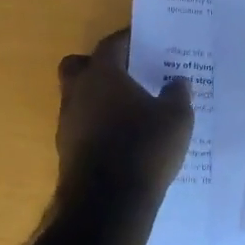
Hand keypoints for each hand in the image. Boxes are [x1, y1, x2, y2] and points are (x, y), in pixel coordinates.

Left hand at [56, 28, 194, 199]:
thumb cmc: (144, 147)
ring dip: (97, 99)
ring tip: (128, 110)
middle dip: (98, 66)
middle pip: (79, 65)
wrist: (108, 204)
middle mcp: (78, 92)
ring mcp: (67, 123)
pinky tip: (121, 139)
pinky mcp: (66, 151)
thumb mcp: (176, 118)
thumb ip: (177, 94)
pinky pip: (82, 126)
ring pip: (77, 98)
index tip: (144, 41)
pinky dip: (97, 126)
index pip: (111, 44)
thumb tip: (178, 81)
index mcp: (103, 74)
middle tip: (126, 73)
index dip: (128, 40)